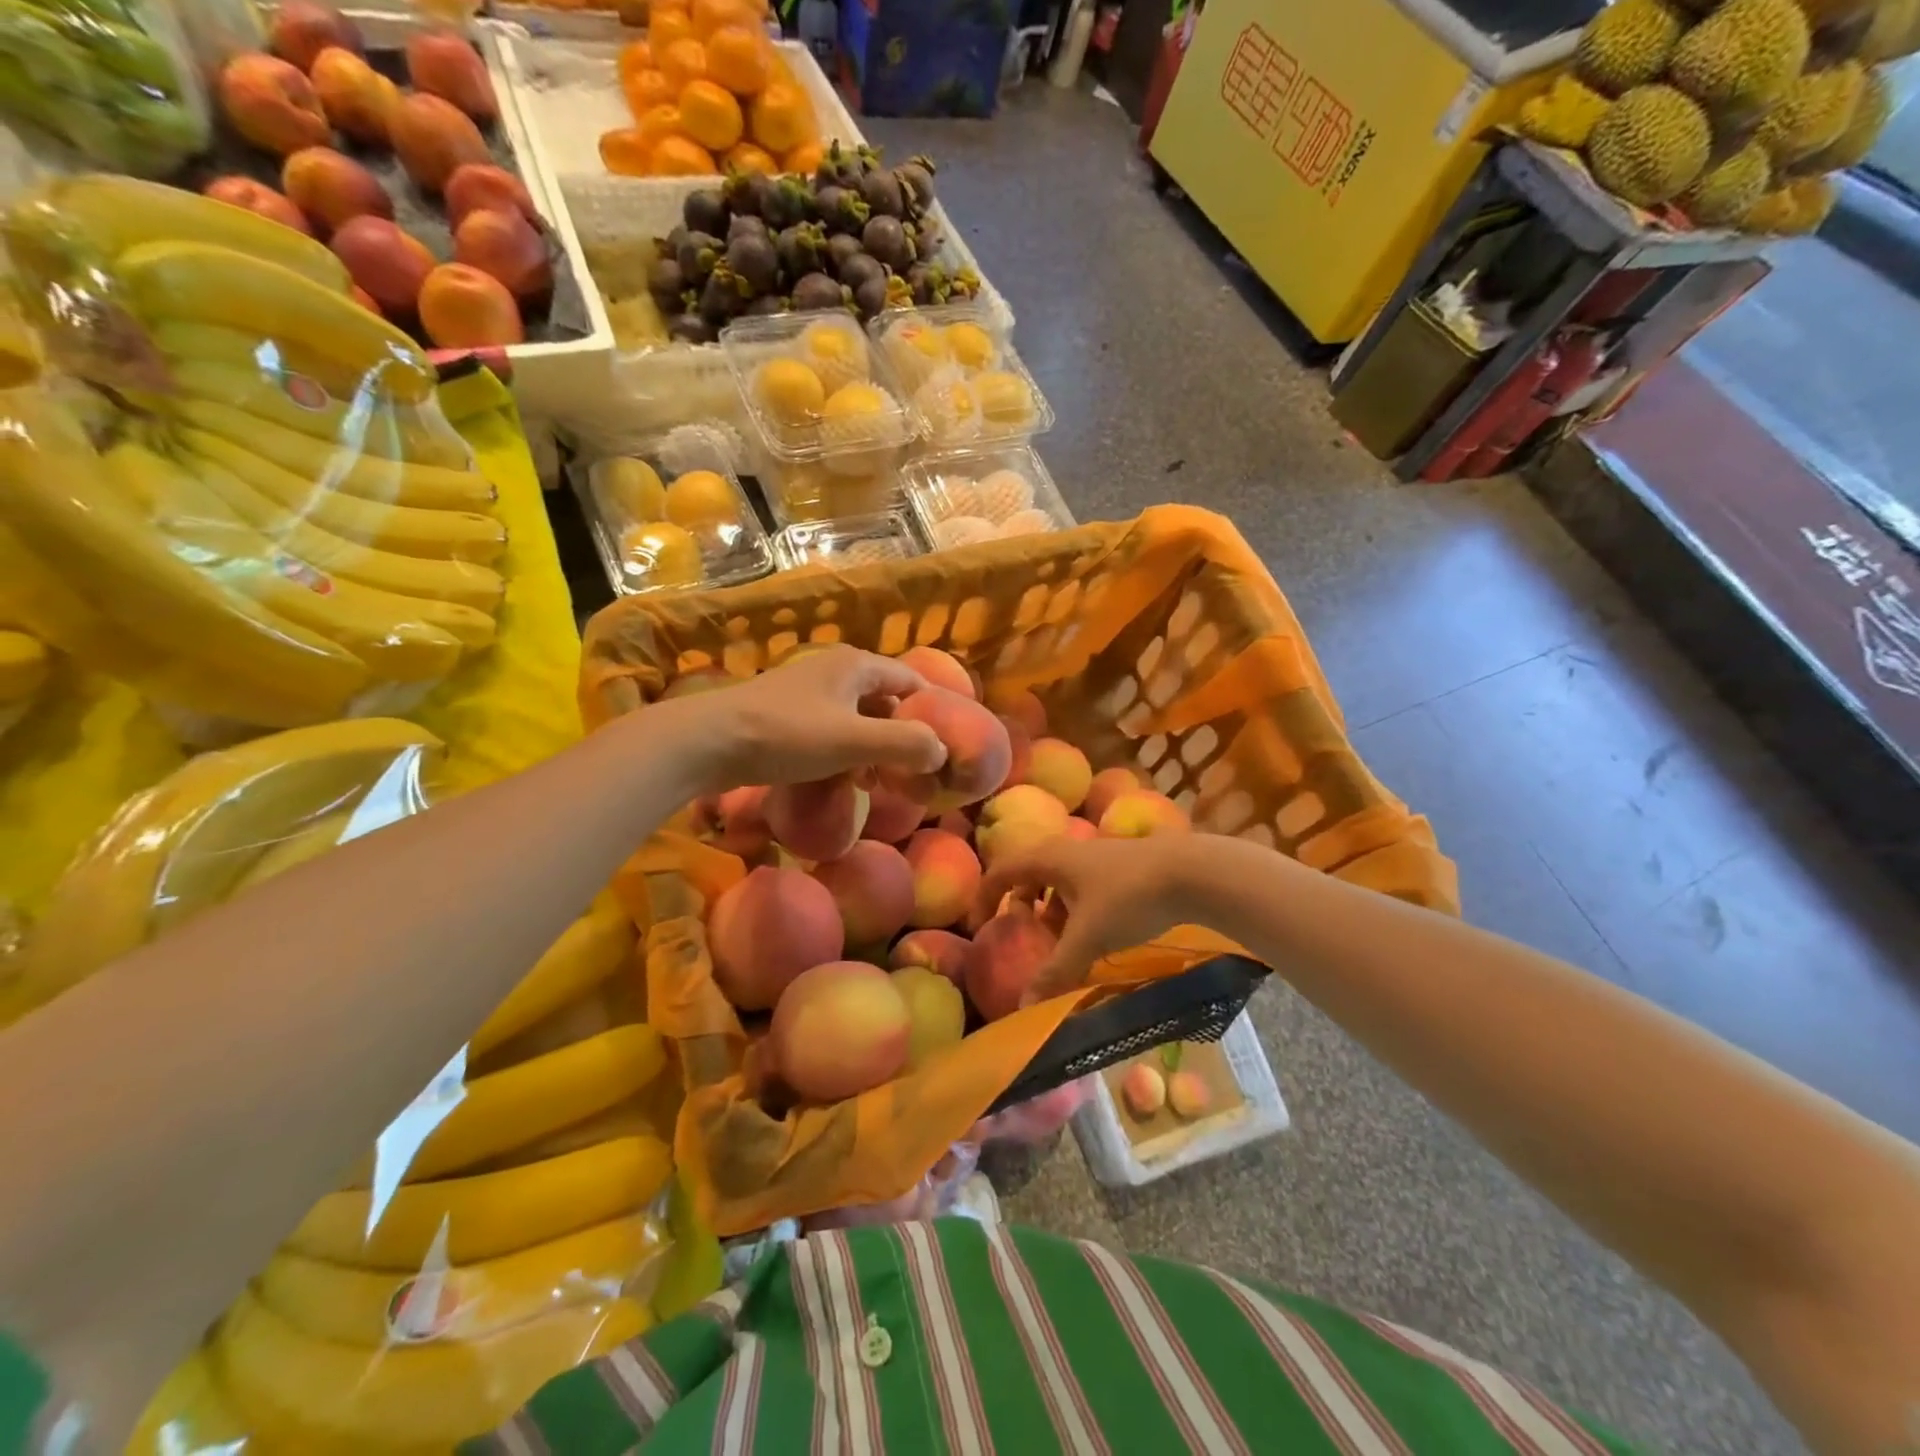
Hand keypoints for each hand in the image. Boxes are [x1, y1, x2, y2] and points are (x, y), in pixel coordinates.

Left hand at [665, 646, 947, 792]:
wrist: (707, 742)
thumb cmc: (787, 735)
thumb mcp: (853, 741)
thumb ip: (904, 744)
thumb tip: (942, 752)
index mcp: (855, 666)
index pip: (910, 680)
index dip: (931, 711)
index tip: (944, 745)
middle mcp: (834, 670)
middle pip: (884, 700)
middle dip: (901, 735)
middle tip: (914, 770)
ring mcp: (806, 692)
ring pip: (856, 717)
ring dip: (873, 748)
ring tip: (880, 782)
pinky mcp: (785, 714)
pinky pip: (830, 730)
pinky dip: (845, 752)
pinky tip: (843, 780)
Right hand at [974, 835, 1204, 1004]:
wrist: (1191, 872)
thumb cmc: (1128, 898)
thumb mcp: (1088, 939)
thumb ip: (1056, 972)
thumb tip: (1024, 1005)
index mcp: (1049, 858)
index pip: (1001, 871)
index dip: (984, 898)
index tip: (979, 927)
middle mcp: (1066, 851)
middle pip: (1029, 874)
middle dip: (1020, 905)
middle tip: (1021, 935)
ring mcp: (1095, 856)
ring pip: (1058, 881)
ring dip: (1051, 910)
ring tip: (1060, 942)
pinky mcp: (1119, 865)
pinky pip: (1082, 886)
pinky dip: (1075, 909)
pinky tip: (1094, 935)